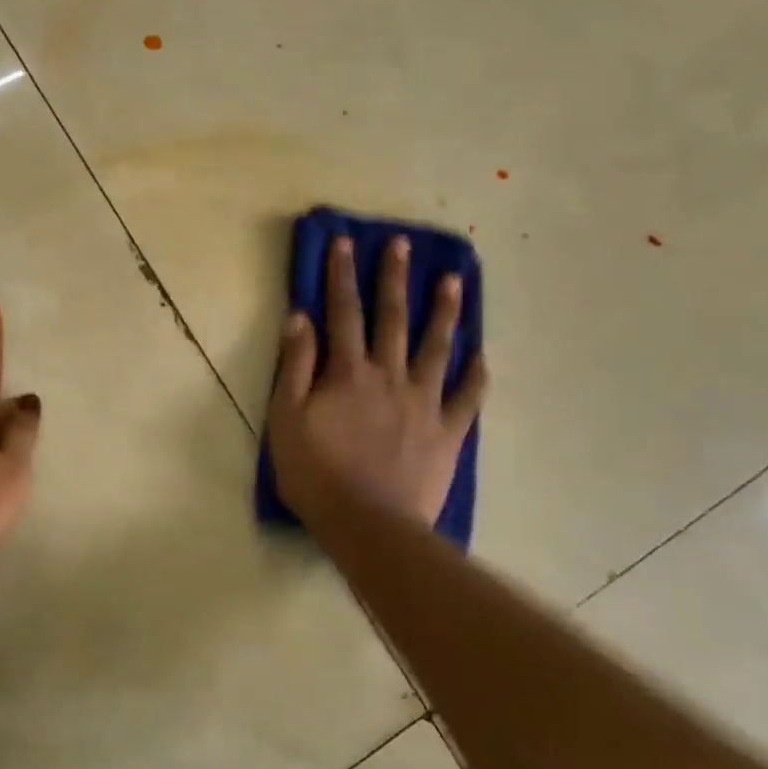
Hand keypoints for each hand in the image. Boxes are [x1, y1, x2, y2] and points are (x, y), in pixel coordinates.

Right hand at [268, 235, 486, 532]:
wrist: (369, 526)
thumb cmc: (316, 473)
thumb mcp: (285, 418)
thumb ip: (294, 366)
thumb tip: (300, 317)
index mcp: (348, 372)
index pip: (343, 312)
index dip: (342, 275)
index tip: (345, 242)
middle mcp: (389, 376)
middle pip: (392, 319)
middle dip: (394, 278)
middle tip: (401, 244)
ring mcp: (423, 403)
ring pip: (437, 348)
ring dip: (444, 312)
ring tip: (453, 282)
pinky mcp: (446, 433)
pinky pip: (466, 399)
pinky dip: (475, 376)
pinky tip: (482, 357)